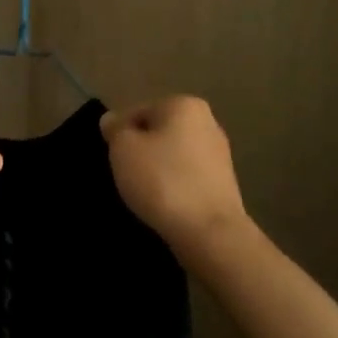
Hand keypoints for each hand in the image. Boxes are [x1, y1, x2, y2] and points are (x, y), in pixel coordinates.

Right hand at [101, 97, 250, 262]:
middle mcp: (208, 122)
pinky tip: (165, 204)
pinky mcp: (224, 184)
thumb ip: (115, 129)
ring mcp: (219, 154)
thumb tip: (112, 120)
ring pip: (173, 156)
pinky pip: (187, 177)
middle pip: (158, 132)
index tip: (114, 159)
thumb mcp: (123, 149)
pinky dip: (174, 186)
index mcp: (184, 105)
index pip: (137, 112)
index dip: (119, 135)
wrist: (209, 233)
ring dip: (157, 170)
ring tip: (145, 194)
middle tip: (126, 175)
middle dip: (141, 151)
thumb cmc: (162, 180)